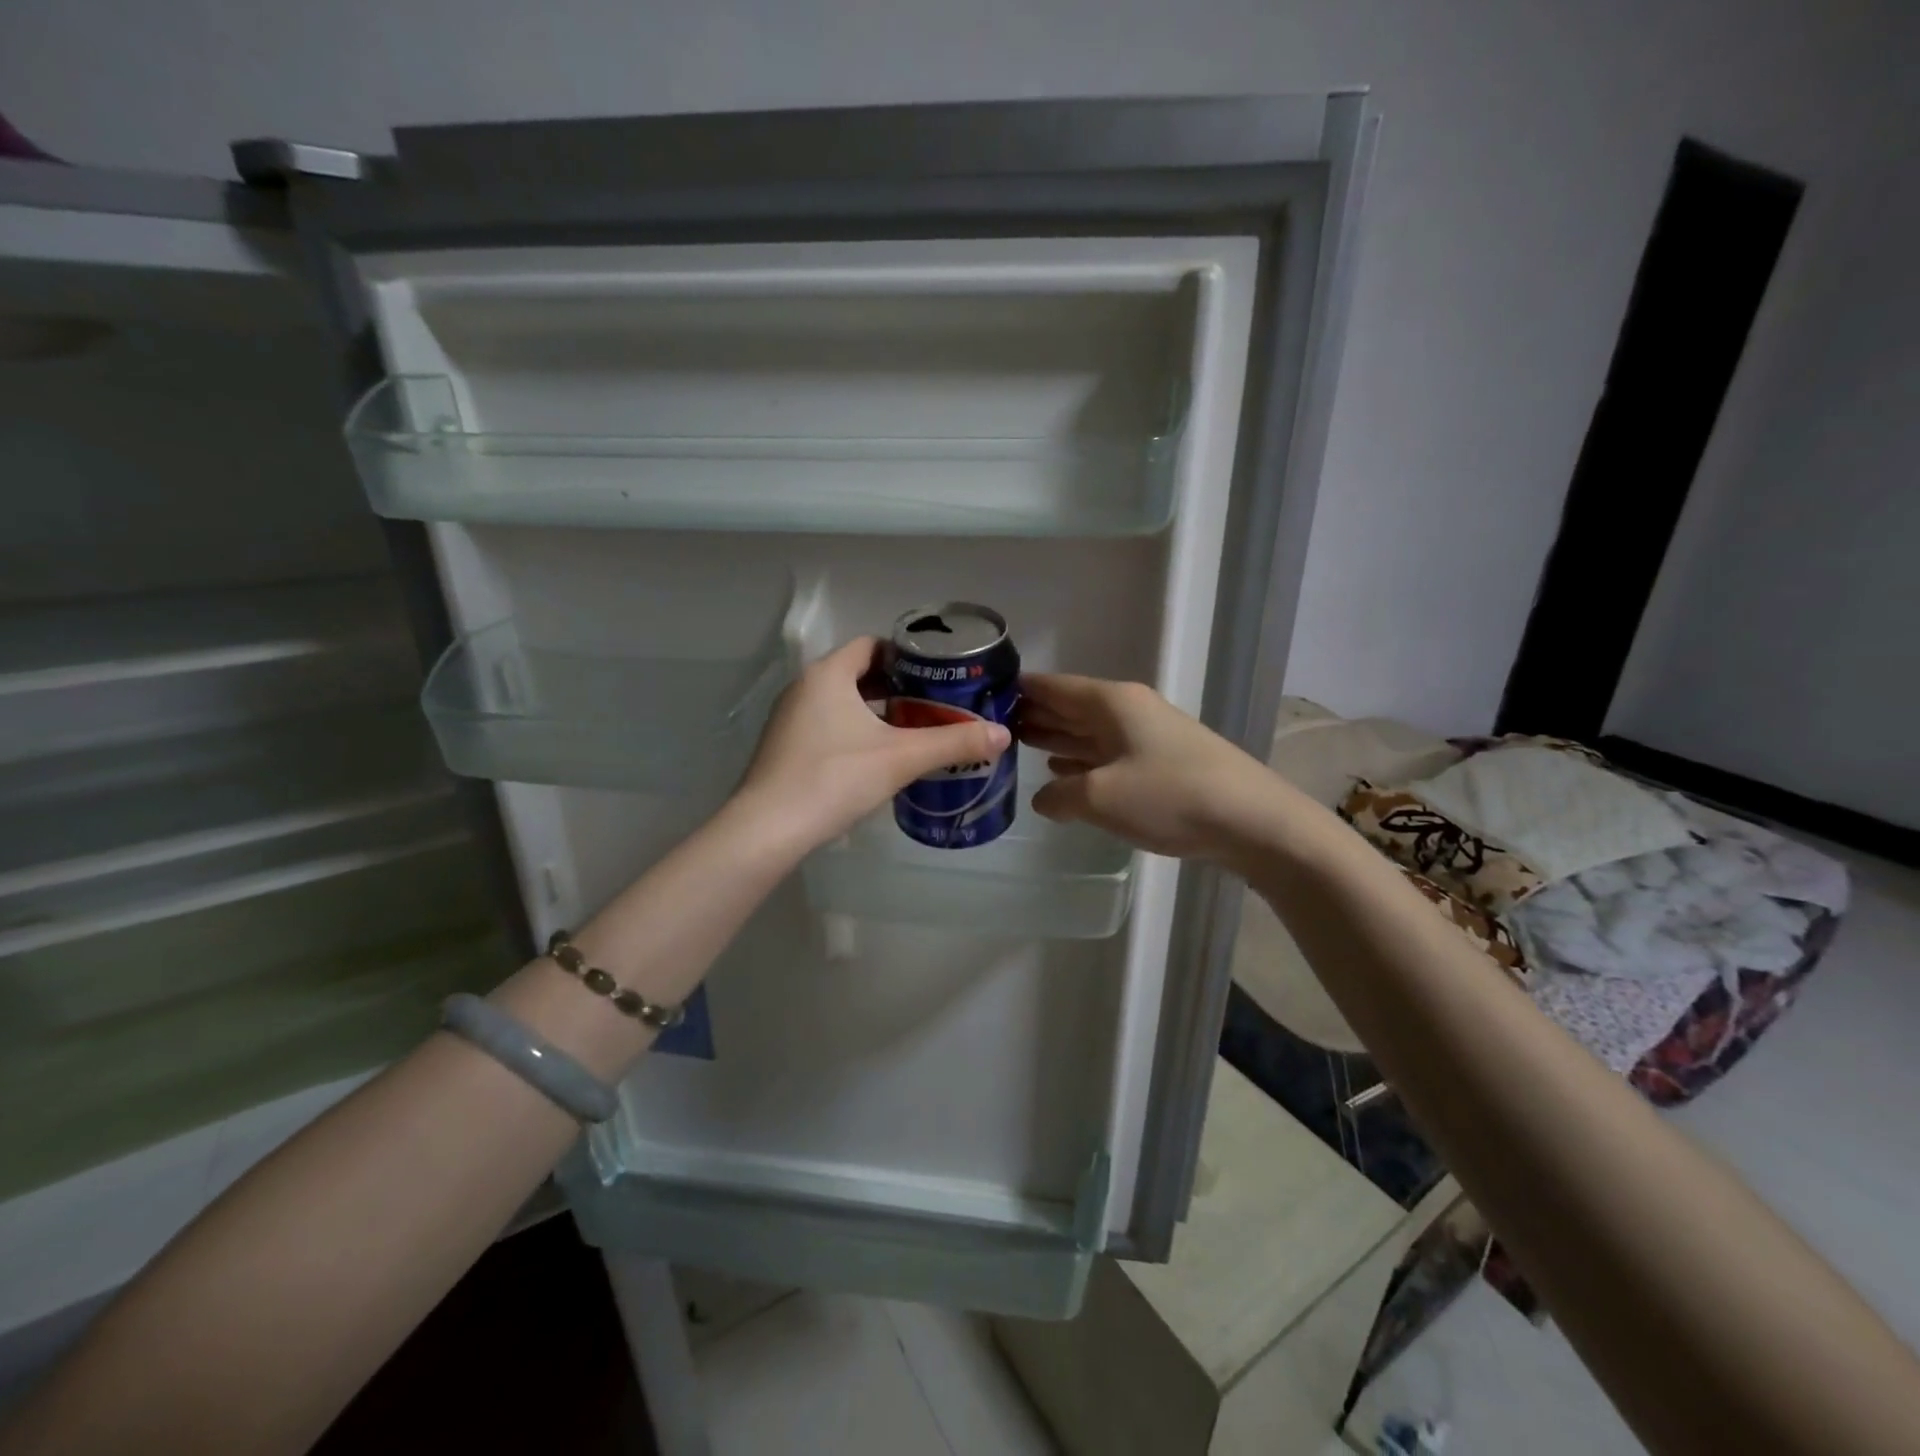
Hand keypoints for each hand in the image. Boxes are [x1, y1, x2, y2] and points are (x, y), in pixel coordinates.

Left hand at [734, 637, 1011, 852]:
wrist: (768, 829)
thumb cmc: (835, 778)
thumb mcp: (902, 758)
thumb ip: (953, 743)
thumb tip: (1002, 734)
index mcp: (828, 674)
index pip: (872, 646)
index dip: (907, 656)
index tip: (937, 675)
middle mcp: (804, 687)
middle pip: (859, 674)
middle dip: (898, 688)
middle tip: (935, 705)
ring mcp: (790, 718)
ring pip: (843, 703)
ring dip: (877, 712)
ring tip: (914, 731)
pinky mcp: (785, 747)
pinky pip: (828, 725)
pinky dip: (855, 731)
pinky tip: (878, 759)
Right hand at [1018, 673, 1283, 863]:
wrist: (1252, 820)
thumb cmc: (1169, 796)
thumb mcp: (1099, 797)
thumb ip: (1060, 795)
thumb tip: (1044, 797)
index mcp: (1110, 703)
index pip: (1052, 686)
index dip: (1018, 690)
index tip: (983, 697)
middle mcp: (1127, 711)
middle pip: (1069, 706)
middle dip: (1034, 715)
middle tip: (992, 727)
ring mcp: (1147, 736)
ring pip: (1088, 732)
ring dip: (1056, 738)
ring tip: (1019, 746)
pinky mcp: (1161, 764)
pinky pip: (1108, 755)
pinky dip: (1082, 761)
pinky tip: (1063, 773)